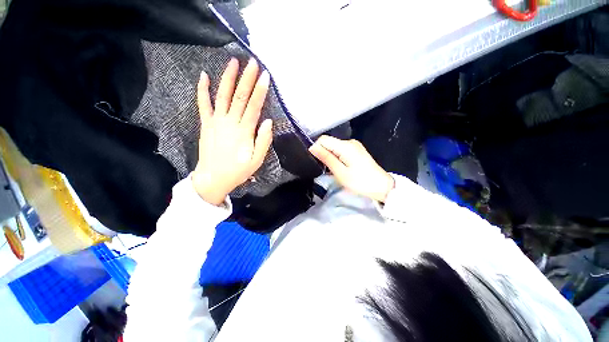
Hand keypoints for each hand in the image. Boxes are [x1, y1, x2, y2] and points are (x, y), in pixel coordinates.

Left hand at [192, 58, 272, 204]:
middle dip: (247, 79)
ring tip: (233, 62)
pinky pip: (203, 104)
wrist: (212, 179)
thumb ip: (263, 141)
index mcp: (244, 131)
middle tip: (253, 62)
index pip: (254, 106)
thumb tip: (268, 121)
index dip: (260, 91)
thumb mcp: (257, 160)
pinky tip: (204, 75)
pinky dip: (203, 89)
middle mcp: (230, 122)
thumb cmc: (238, 171)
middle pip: (240, 97)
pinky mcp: (206, 124)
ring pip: (222, 95)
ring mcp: (216, 121)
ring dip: (228, 78)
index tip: (265, 76)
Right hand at [309, 136, 394, 201]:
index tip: (316, 162)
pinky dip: (337, 158)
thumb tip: (312, 147)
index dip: (316, 148)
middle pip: (329, 143)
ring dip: (330, 157)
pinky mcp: (356, 151)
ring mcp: (354, 146)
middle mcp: (350, 142)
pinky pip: (341, 151)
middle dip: (324, 154)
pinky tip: (341, 168)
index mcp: (345, 146)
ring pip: (334, 147)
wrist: (382, 187)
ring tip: (334, 170)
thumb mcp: (340, 172)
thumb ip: (326, 158)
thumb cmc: (360, 182)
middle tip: (327, 169)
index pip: (323, 139)